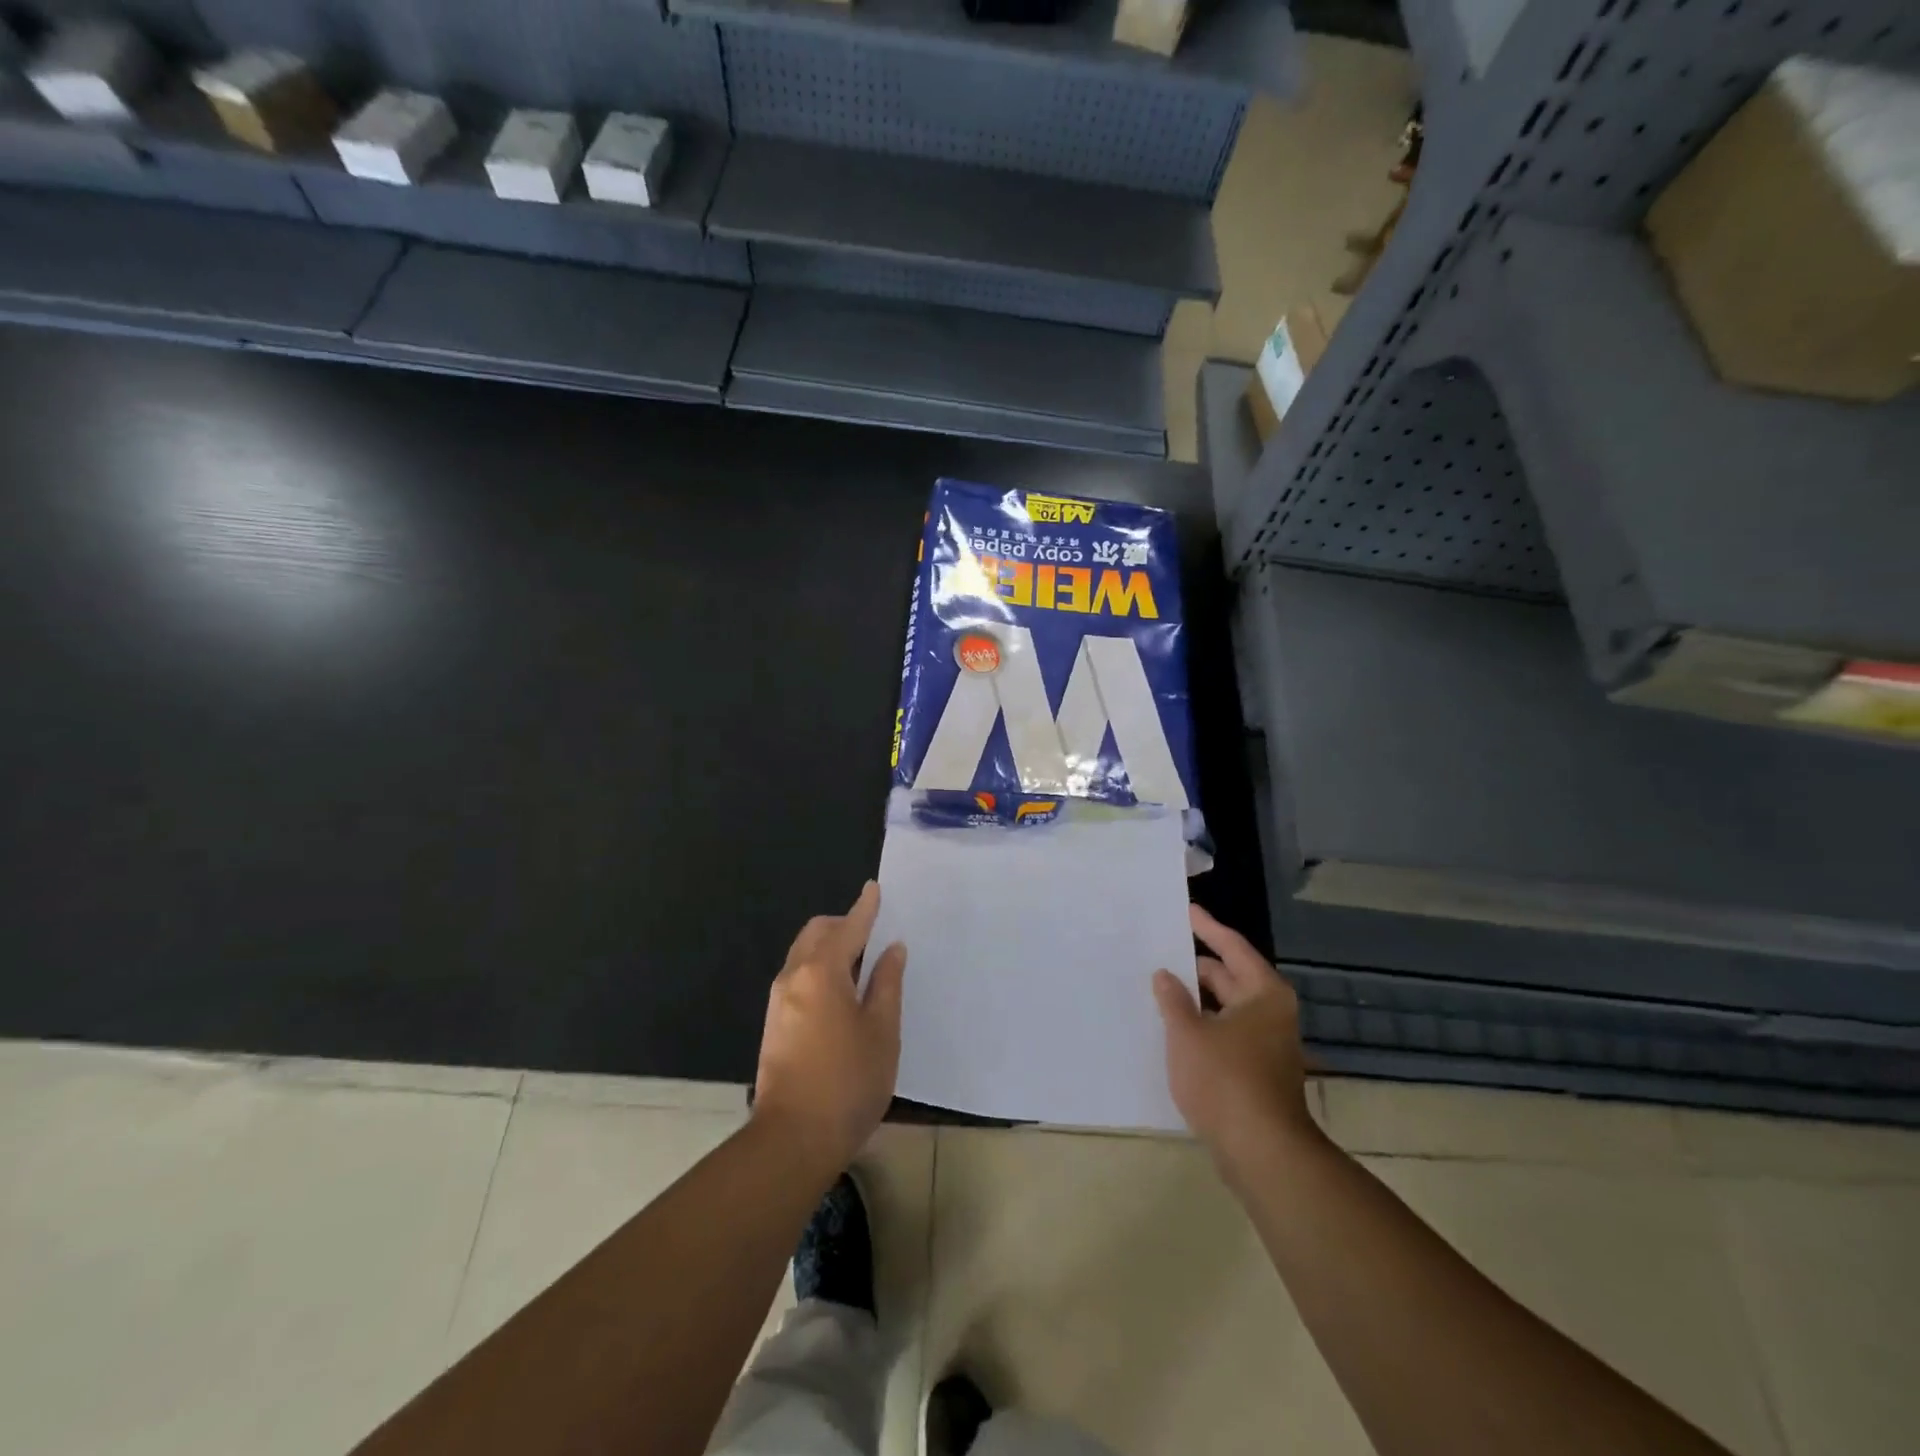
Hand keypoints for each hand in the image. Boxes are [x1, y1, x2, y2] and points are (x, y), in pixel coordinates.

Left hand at [753, 881, 906, 1174]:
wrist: (792, 1140)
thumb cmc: (848, 1082)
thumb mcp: (882, 1031)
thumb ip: (887, 983)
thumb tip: (891, 949)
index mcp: (822, 971)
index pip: (848, 927)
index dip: (865, 907)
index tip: (875, 888)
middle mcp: (793, 976)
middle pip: (817, 933)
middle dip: (844, 925)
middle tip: (874, 937)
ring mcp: (778, 1000)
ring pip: (804, 954)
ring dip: (831, 948)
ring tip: (862, 966)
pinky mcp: (774, 1022)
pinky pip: (798, 976)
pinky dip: (820, 969)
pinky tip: (841, 993)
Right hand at [1153, 904, 1317, 1171]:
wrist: (1263, 1153)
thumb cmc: (1225, 1081)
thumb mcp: (1188, 1034)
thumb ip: (1173, 999)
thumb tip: (1165, 975)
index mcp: (1263, 993)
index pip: (1232, 947)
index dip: (1206, 927)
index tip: (1186, 909)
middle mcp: (1270, 1012)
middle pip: (1228, 976)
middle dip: (1194, 966)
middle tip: (1158, 952)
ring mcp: (1266, 1043)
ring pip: (1225, 1007)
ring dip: (1195, 999)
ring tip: (1158, 986)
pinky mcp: (1257, 1070)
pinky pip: (1225, 1032)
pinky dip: (1202, 1024)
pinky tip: (1173, 1027)